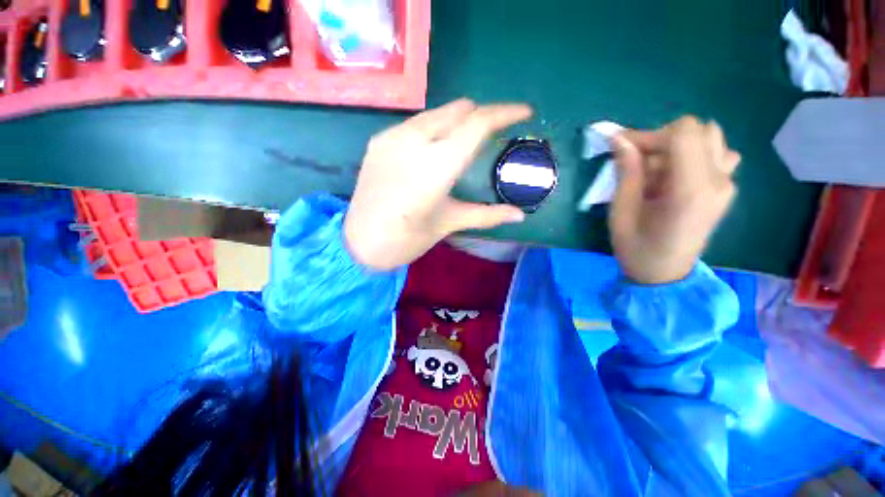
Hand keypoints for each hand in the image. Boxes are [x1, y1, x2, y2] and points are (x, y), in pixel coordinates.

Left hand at [344, 99, 531, 269]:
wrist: (359, 243)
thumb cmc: (407, 239)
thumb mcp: (449, 224)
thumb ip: (486, 215)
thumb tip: (519, 216)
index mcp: (437, 166)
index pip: (478, 124)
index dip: (505, 113)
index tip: (524, 111)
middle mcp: (414, 141)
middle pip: (459, 109)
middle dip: (482, 115)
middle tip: (495, 131)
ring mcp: (392, 136)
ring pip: (437, 112)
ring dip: (458, 119)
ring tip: (466, 139)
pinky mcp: (379, 140)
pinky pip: (416, 123)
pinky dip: (434, 127)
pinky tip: (435, 147)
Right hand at [609, 116, 740, 283]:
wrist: (664, 274)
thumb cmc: (636, 248)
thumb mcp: (621, 212)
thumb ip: (627, 172)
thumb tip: (620, 139)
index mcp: (691, 190)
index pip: (683, 134)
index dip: (649, 134)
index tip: (623, 147)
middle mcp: (718, 181)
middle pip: (699, 129)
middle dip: (663, 138)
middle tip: (638, 160)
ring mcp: (727, 184)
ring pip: (710, 138)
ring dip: (679, 145)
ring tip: (657, 169)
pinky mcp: (726, 188)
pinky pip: (718, 154)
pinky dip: (694, 155)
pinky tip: (676, 175)